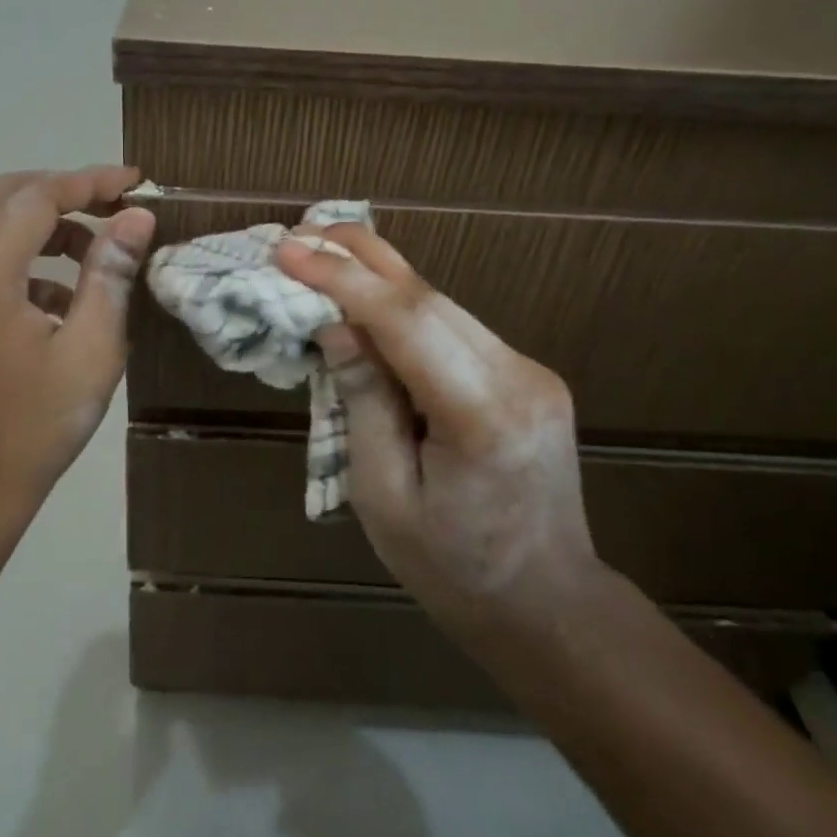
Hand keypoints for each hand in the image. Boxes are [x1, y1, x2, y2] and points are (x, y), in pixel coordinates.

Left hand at [0, 167, 155, 518]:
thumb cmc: (36, 423)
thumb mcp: (91, 348)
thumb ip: (111, 274)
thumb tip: (135, 217)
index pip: (37, 196)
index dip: (89, 181)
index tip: (136, 183)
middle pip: (8, 195)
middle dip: (67, 190)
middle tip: (118, 205)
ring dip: (49, 223)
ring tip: (101, 249)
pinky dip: (32, 256)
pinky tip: (69, 296)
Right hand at [275, 225, 597, 644]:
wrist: (547, 604)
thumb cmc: (452, 568)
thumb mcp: (384, 496)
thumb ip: (363, 404)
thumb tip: (336, 328)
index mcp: (482, 417)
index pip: (406, 321)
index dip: (343, 279)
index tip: (289, 250)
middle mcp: (518, 378)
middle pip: (430, 298)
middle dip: (361, 257)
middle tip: (301, 231)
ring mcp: (530, 372)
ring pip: (443, 305)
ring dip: (382, 277)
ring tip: (325, 251)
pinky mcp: (526, 376)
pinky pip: (455, 328)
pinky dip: (406, 309)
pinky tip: (370, 298)